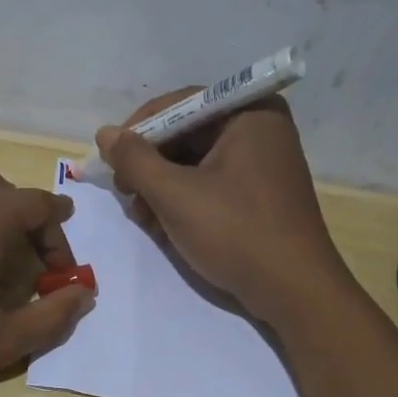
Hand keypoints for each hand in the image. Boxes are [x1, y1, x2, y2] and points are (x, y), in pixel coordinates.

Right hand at [95, 91, 347, 325]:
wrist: (292, 290)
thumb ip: (135, 160)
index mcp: (249, 113)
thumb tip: (105, 134)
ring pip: (194, 164)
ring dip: (161, 188)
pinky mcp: (258, 195)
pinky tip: (165, 226)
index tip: (110, 161)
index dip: (138, 131)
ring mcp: (262, 163)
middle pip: (186, 135)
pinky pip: (210, 185)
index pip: (179, 105)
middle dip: (150, 166)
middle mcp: (259, 128)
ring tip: (144, 218)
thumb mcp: (175, 195)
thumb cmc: (235, 232)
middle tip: (126, 195)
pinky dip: (184, 201)